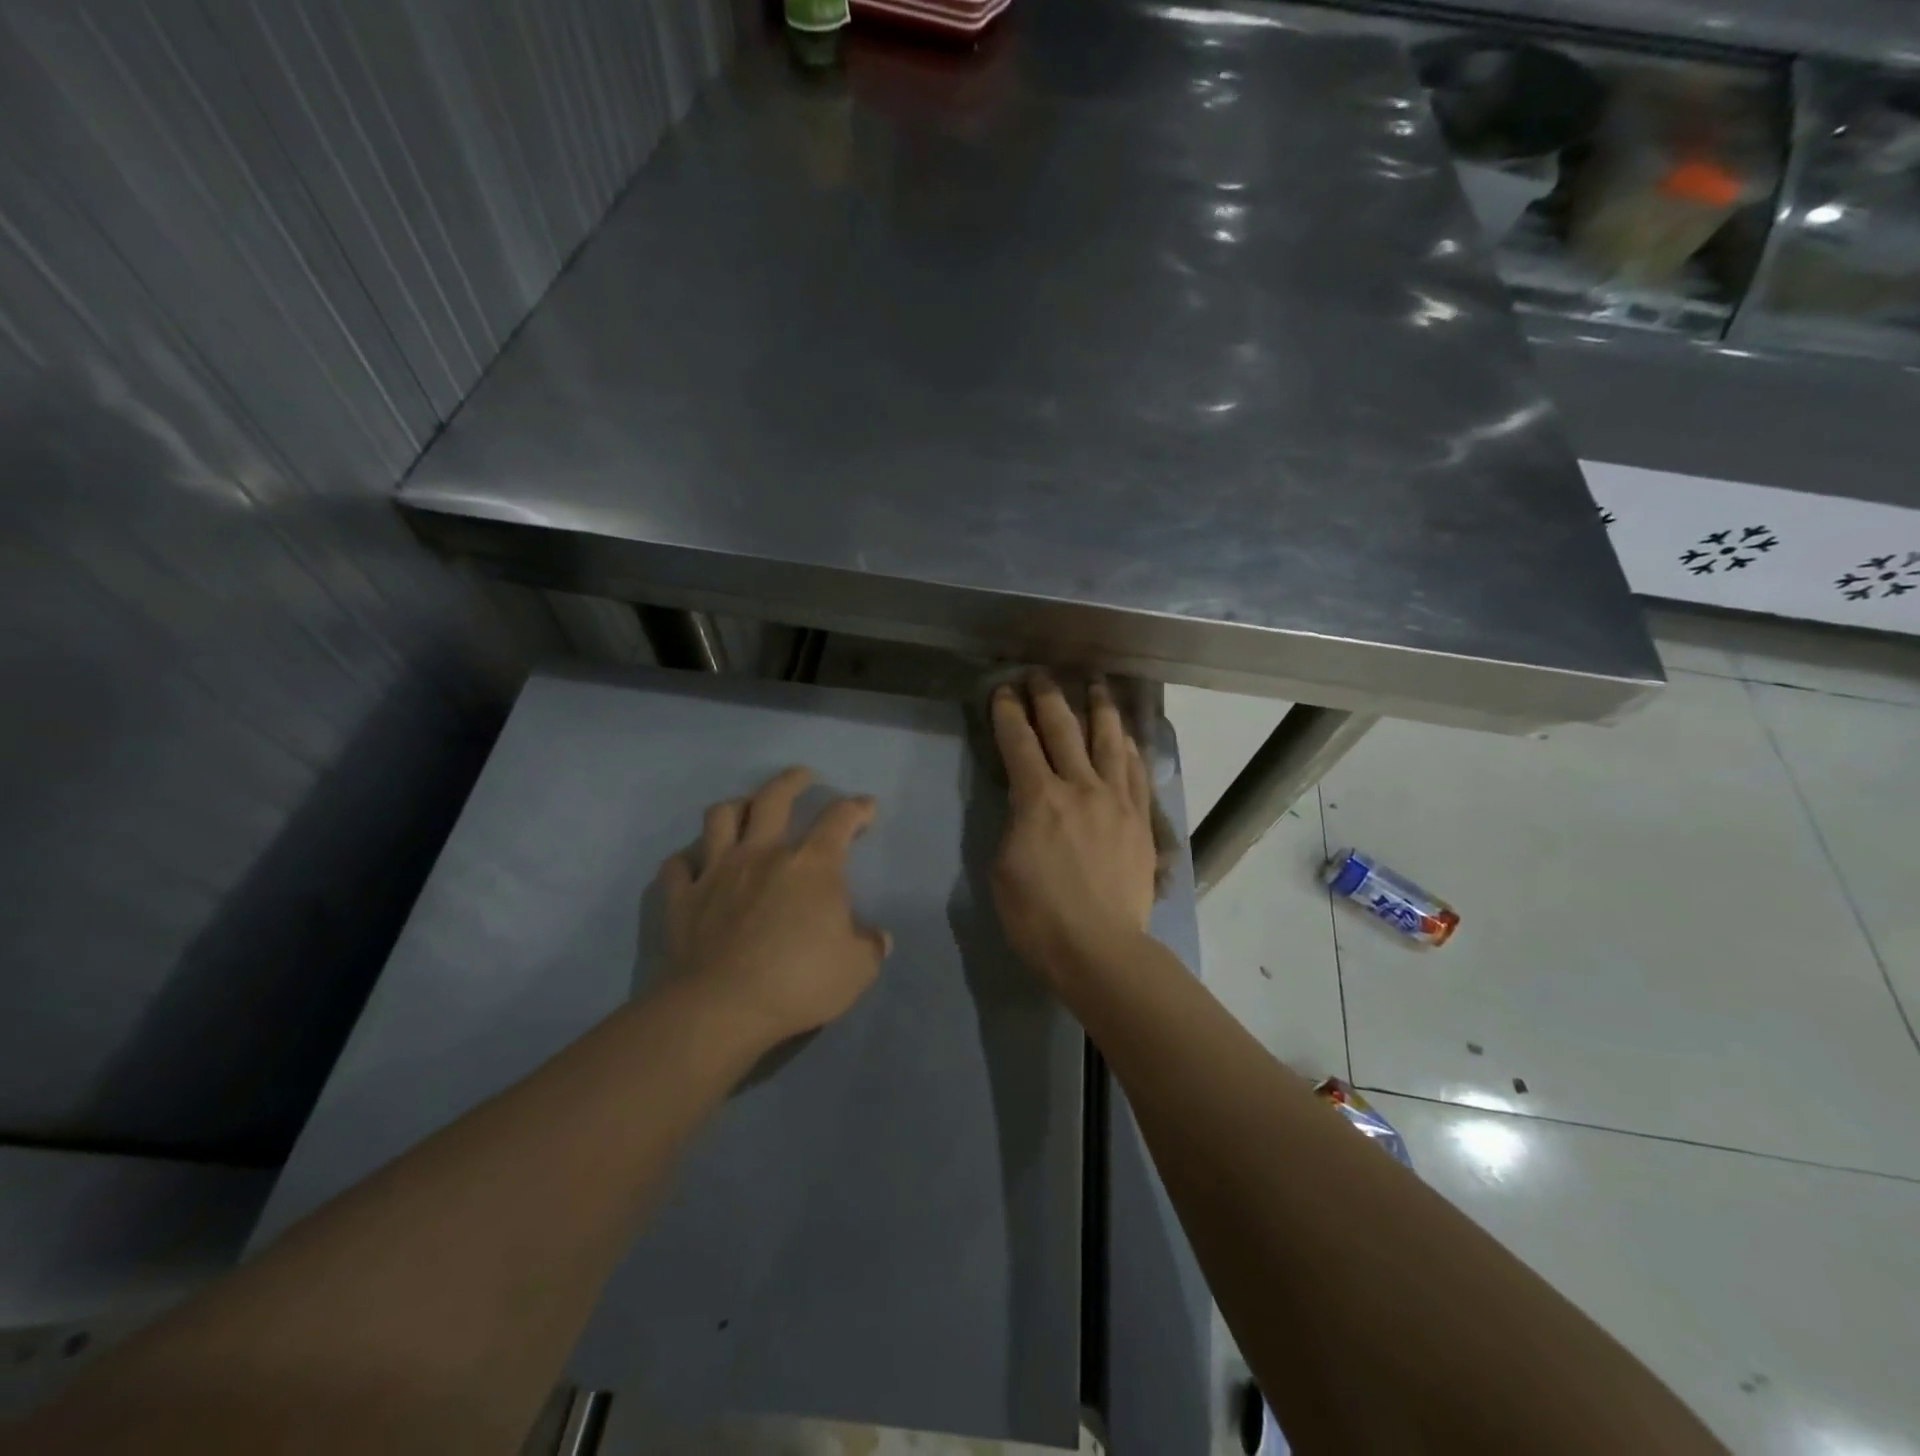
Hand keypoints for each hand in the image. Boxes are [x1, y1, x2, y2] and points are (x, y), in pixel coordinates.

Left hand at [658, 767, 890, 1049]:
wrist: (722, 1008)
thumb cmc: (798, 982)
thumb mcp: (856, 970)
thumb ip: (870, 946)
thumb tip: (878, 937)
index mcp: (811, 864)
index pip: (839, 819)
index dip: (857, 807)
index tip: (866, 806)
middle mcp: (763, 853)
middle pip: (773, 797)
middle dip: (792, 780)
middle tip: (803, 776)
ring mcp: (717, 871)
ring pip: (720, 817)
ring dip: (735, 807)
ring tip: (744, 809)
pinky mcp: (683, 897)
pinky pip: (678, 865)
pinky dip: (687, 861)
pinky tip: (694, 865)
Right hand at [990, 675, 1157, 984]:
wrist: (1099, 949)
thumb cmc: (1038, 916)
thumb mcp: (1004, 866)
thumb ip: (1015, 822)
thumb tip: (1027, 802)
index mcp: (1039, 798)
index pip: (1019, 742)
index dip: (1008, 712)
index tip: (1004, 690)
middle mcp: (1080, 787)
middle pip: (1064, 729)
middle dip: (1048, 696)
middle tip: (1041, 674)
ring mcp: (1116, 801)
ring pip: (1109, 741)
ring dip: (1099, 708)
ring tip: (1097, 684)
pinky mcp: (1141, 820)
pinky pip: (1137, 773)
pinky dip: (1130, 749)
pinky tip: (1128, 737)